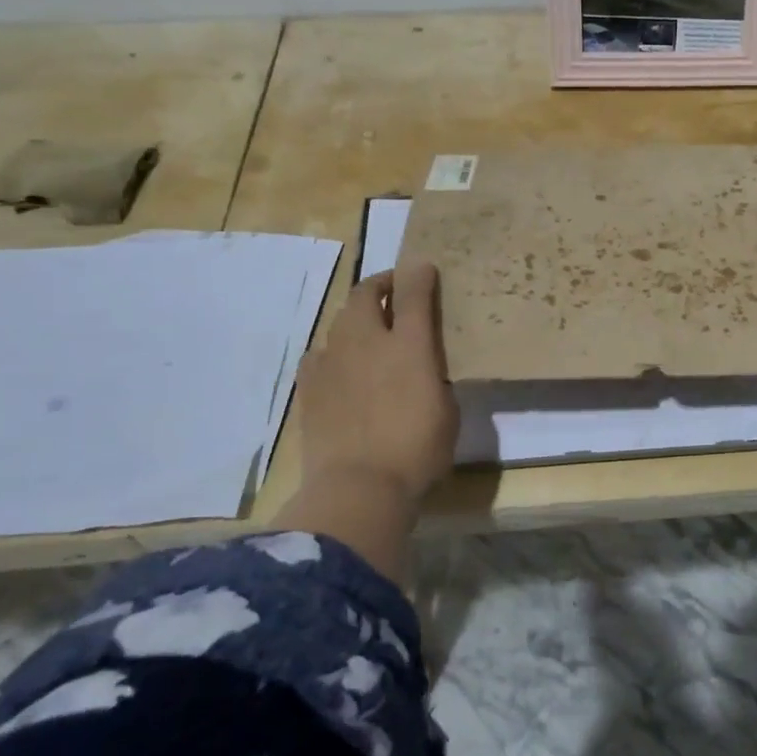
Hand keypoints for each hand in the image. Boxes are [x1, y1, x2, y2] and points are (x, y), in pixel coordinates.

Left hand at [276, 262, 458, 580]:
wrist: (358, 488)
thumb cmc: (417, 452)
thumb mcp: (447, 410)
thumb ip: (434, 375)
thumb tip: (424, 363)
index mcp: (410, 346)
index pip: (413, 293)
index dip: (419, 274)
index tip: (424, 267)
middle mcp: (368, 342)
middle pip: (365, 293)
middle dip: (380, 284)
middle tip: (392, 291)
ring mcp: (333, 361)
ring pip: (341, 319)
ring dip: (356, 316)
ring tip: (368, 329)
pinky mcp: (309, 385)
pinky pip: (320, 352)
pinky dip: (333, 350)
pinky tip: (340, 365)